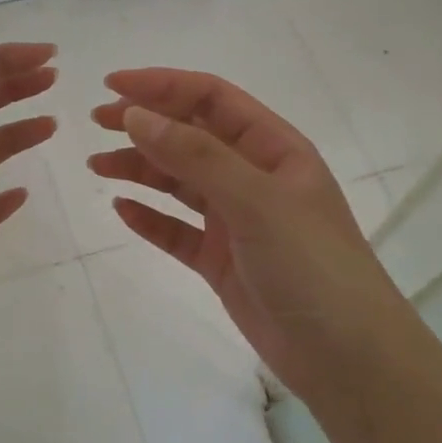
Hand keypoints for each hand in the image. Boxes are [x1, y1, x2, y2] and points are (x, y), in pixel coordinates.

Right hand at [90, 68, 395, 410]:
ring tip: (97, 166)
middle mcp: (253, 177)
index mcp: (274, 148)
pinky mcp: (221, 260)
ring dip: (139, 169)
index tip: (112, 85)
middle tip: (97, 121)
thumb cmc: (310, 264)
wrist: (344, 357)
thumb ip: (195, 156)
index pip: (212, 100)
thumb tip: (137, 115)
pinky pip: (177, 230)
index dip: (163, 86)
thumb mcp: (255, 200)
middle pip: (190, 136)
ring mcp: (236, 220)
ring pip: (179, 182)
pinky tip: (121, 209)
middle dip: (145, 124)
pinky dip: (150, 217)